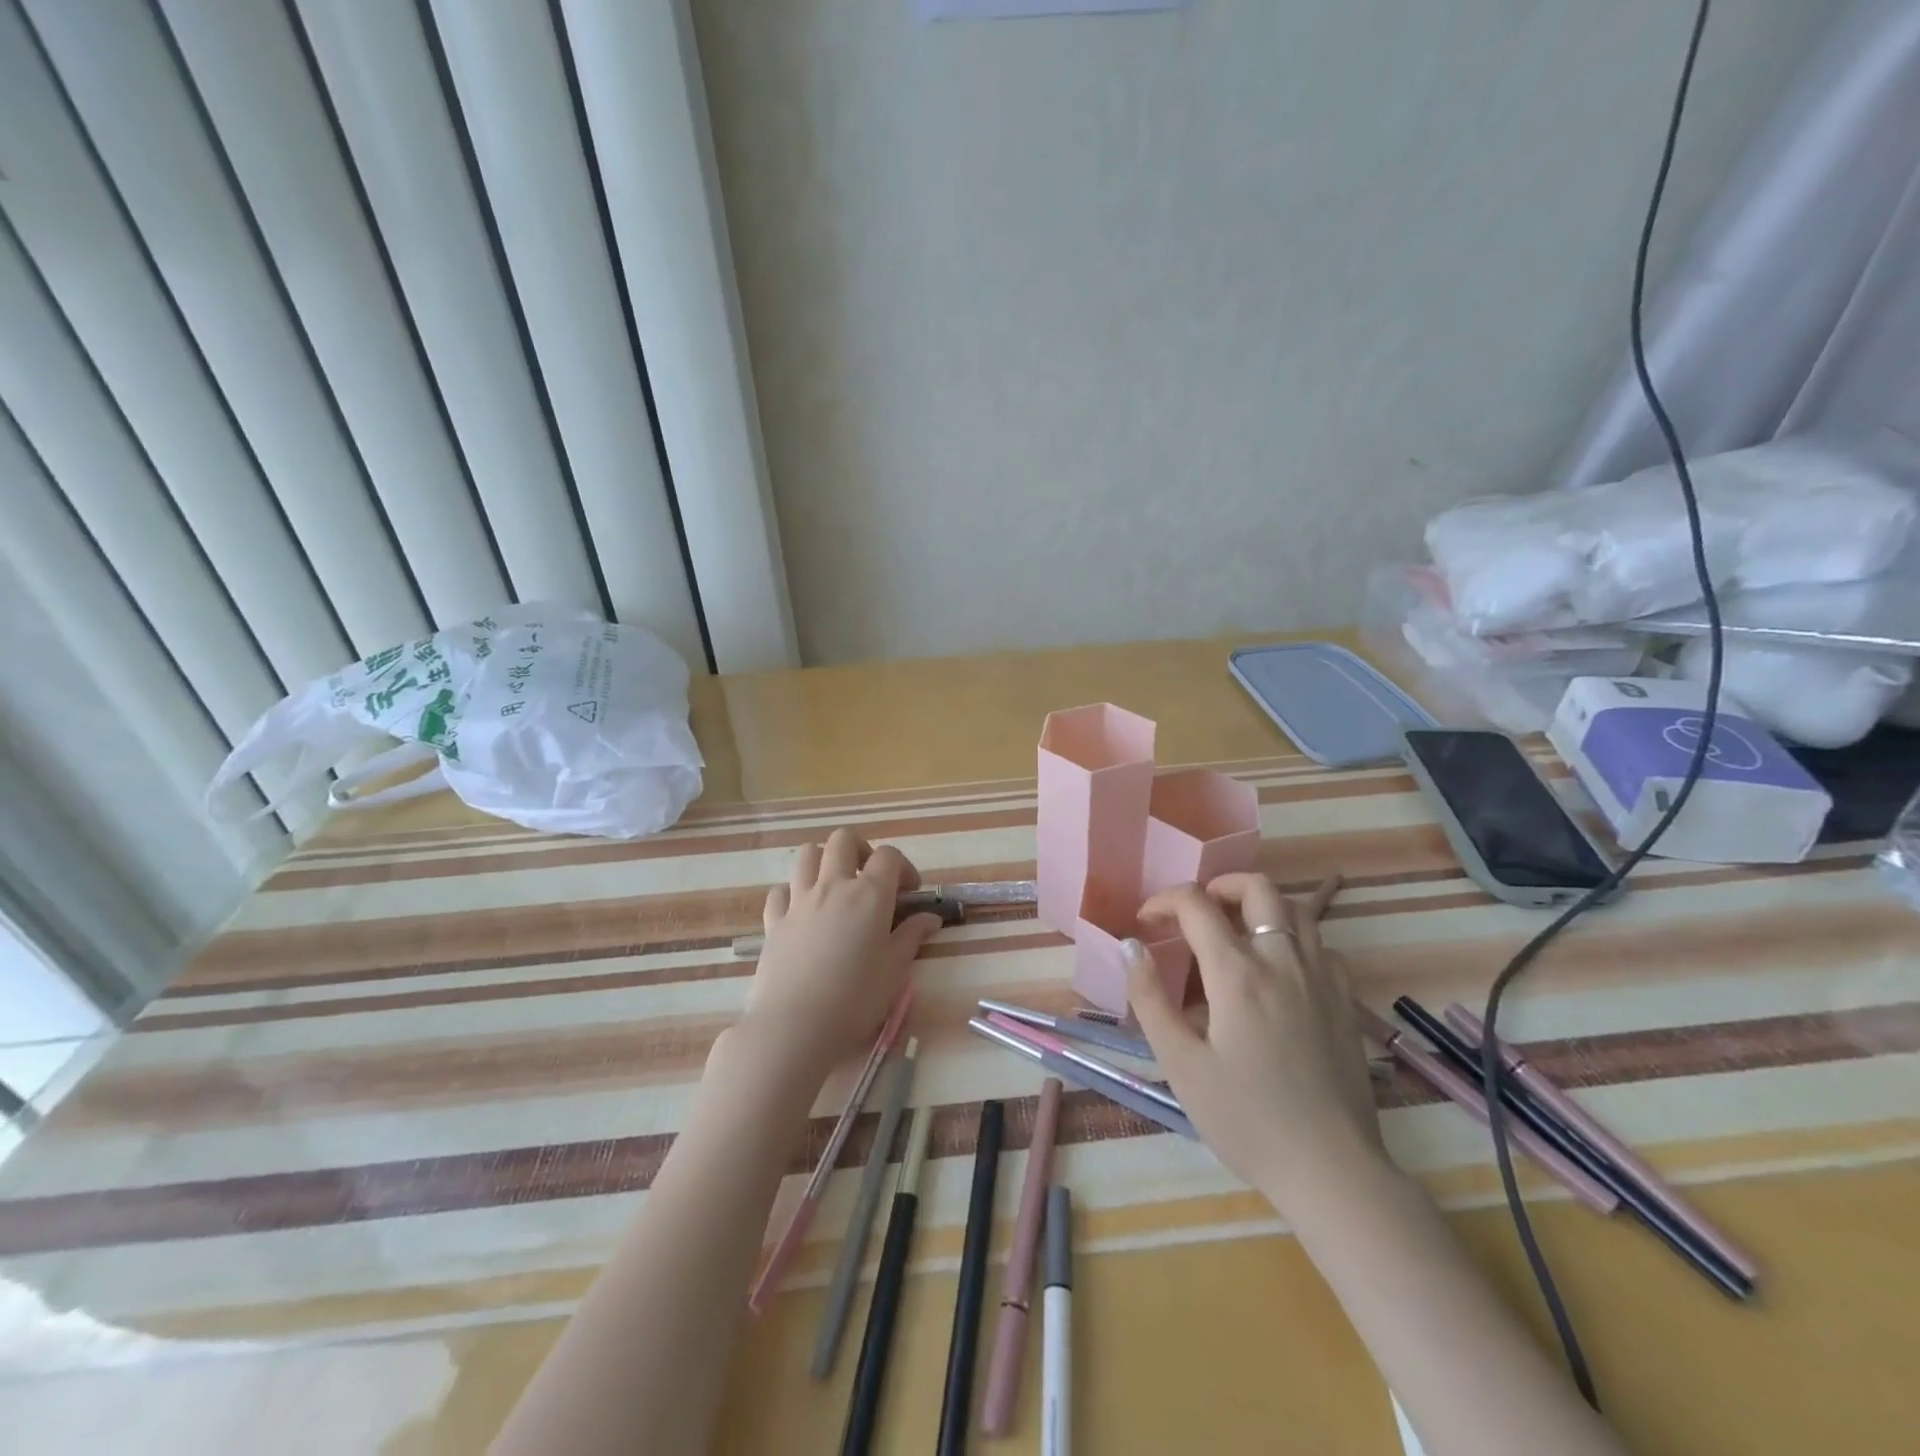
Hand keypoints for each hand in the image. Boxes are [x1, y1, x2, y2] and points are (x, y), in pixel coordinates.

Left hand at [733, 828, 942, 1084]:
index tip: (909, 892)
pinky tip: (802, 912)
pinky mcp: (774, 921)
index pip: (889, 856)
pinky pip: (780, 891)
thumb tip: (931, 918)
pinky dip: (793, 893)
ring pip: (807, 854)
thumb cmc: (855, 999)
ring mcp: (799, 901)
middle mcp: (833, 886)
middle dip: (862, 850)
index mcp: (869, 894)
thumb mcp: (895, 969)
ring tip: (836, 886)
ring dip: (824, 861)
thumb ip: (912, 936)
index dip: (903, 867)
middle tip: (871, 878)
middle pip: (843, 840)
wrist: (795, 1026)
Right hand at [1125, 873, 1383, 1211]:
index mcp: (1237, 974)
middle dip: (1220, 885)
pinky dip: (1293, 937)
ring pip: (1295, 909)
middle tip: (1197, 911)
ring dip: (1259, 906)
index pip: (1196, 905)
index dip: (1164, 901)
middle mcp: (1282, 961)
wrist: (1331, 1169)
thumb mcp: (1180, 1064)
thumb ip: (1150, 998)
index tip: (1146, 922)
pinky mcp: (1345, 1001)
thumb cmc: (1245, 1119)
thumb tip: (1131, 946)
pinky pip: (1321, 944)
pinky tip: (1278, 969)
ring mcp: (1321, 978)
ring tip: (1234, 932)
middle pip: (1257, 887)